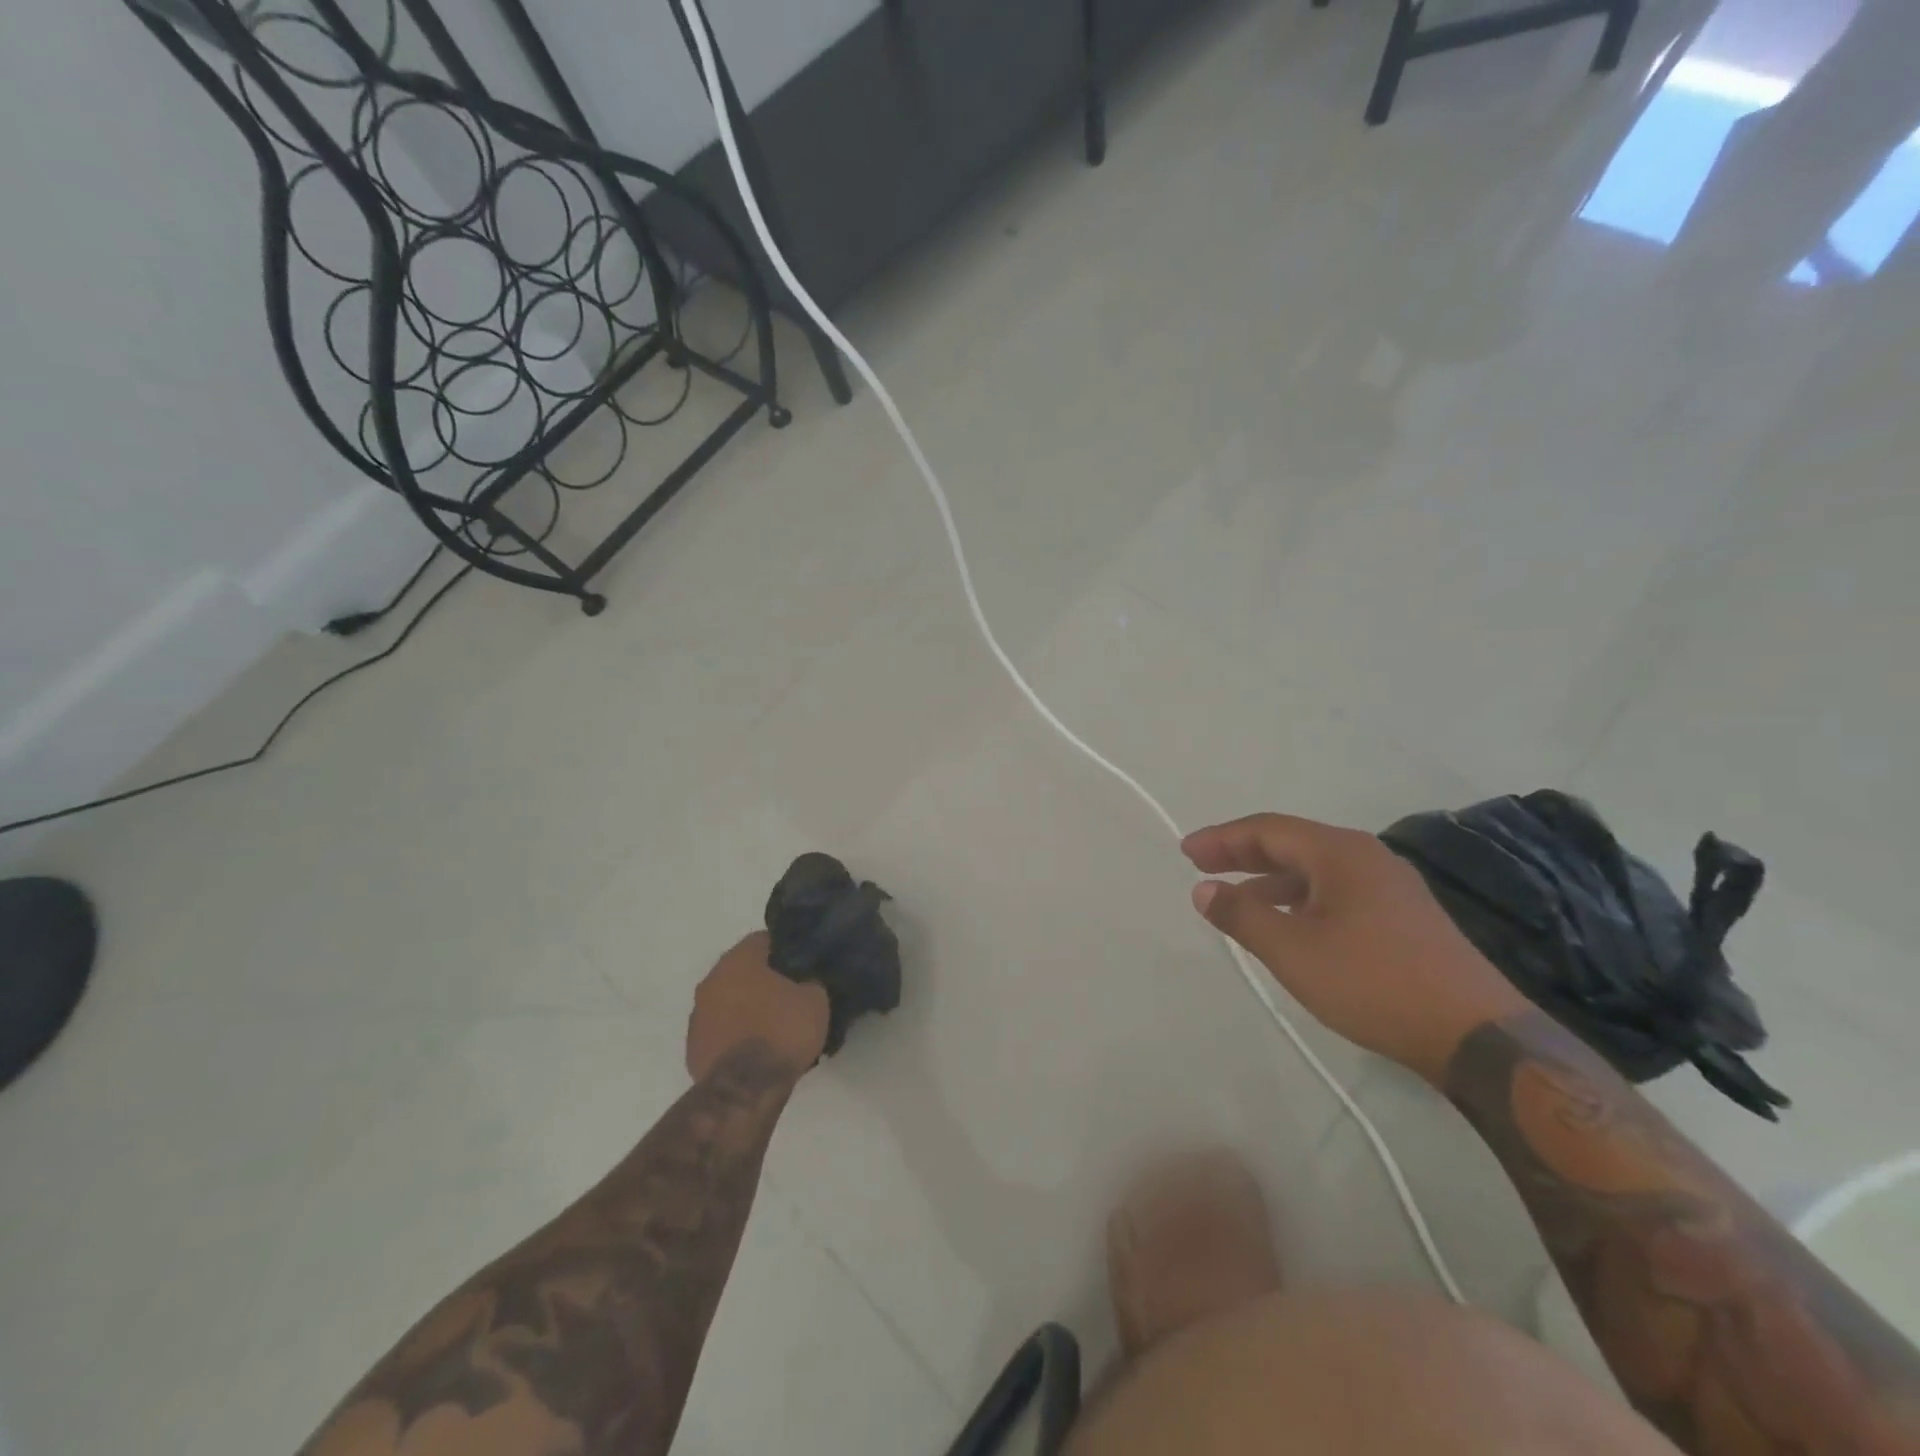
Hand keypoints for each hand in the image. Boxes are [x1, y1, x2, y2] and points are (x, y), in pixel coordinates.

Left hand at [686, 932, 830, 1082]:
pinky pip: (719, 1031)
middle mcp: (711, 981)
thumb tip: (805, 982)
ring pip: (727, 1001)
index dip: (785, 950)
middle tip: (790, 995)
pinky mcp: (693, 1049)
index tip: (801, 965)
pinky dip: (734, 1035)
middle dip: (763, 980)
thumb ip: (809, 981)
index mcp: (737, 961)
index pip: (762, 940)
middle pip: (741, 971)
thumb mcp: (815, 999)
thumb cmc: (782, 1032)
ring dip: (746, 1008)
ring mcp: (697, 1017)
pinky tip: (754, 1050)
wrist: (745, 1089)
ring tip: (772, 1027)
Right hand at [1183, 813, 1528, 1083]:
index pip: (1267, 830)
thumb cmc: (1373, 981)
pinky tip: (1290, 925)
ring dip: (1271, 880)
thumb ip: (1242, 915)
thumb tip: (1203, 890)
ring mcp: (1391, 886)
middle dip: (1243, 854)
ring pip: (1315, 870)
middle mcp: (1367, 857)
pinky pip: (1336, 892)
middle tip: (1202, 867)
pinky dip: (1300, 898)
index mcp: (1339, 852)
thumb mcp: (1292, 950)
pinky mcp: (1405, 917)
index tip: (1186, 853)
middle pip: (1292, 844)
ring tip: (1237, 899)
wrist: (1476, 1033)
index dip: (1222, 839)